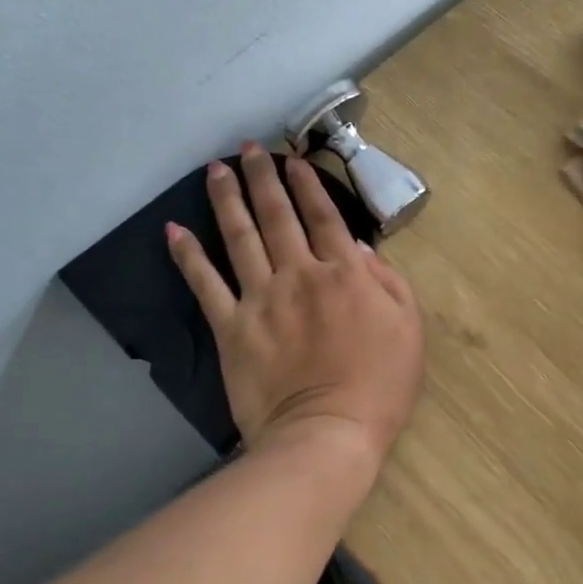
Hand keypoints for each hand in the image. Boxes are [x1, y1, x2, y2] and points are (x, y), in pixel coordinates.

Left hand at [167, 144, 424, 469]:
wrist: (328, 435)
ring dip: (227, 199)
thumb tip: (356, 247)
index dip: (307, 185)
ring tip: (216, 169)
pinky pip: (206, 285)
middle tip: (249, 148)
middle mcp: (300, 274)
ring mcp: (261, 299)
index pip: (324, 216)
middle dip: (263, 178)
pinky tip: (174, 231)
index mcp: (345, 274)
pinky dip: (188, 257)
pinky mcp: (231, 328)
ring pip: (240, 237)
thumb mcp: (408, 328)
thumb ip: (388, 281)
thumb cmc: (379, 386)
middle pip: (278, 216)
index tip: (292, 159)